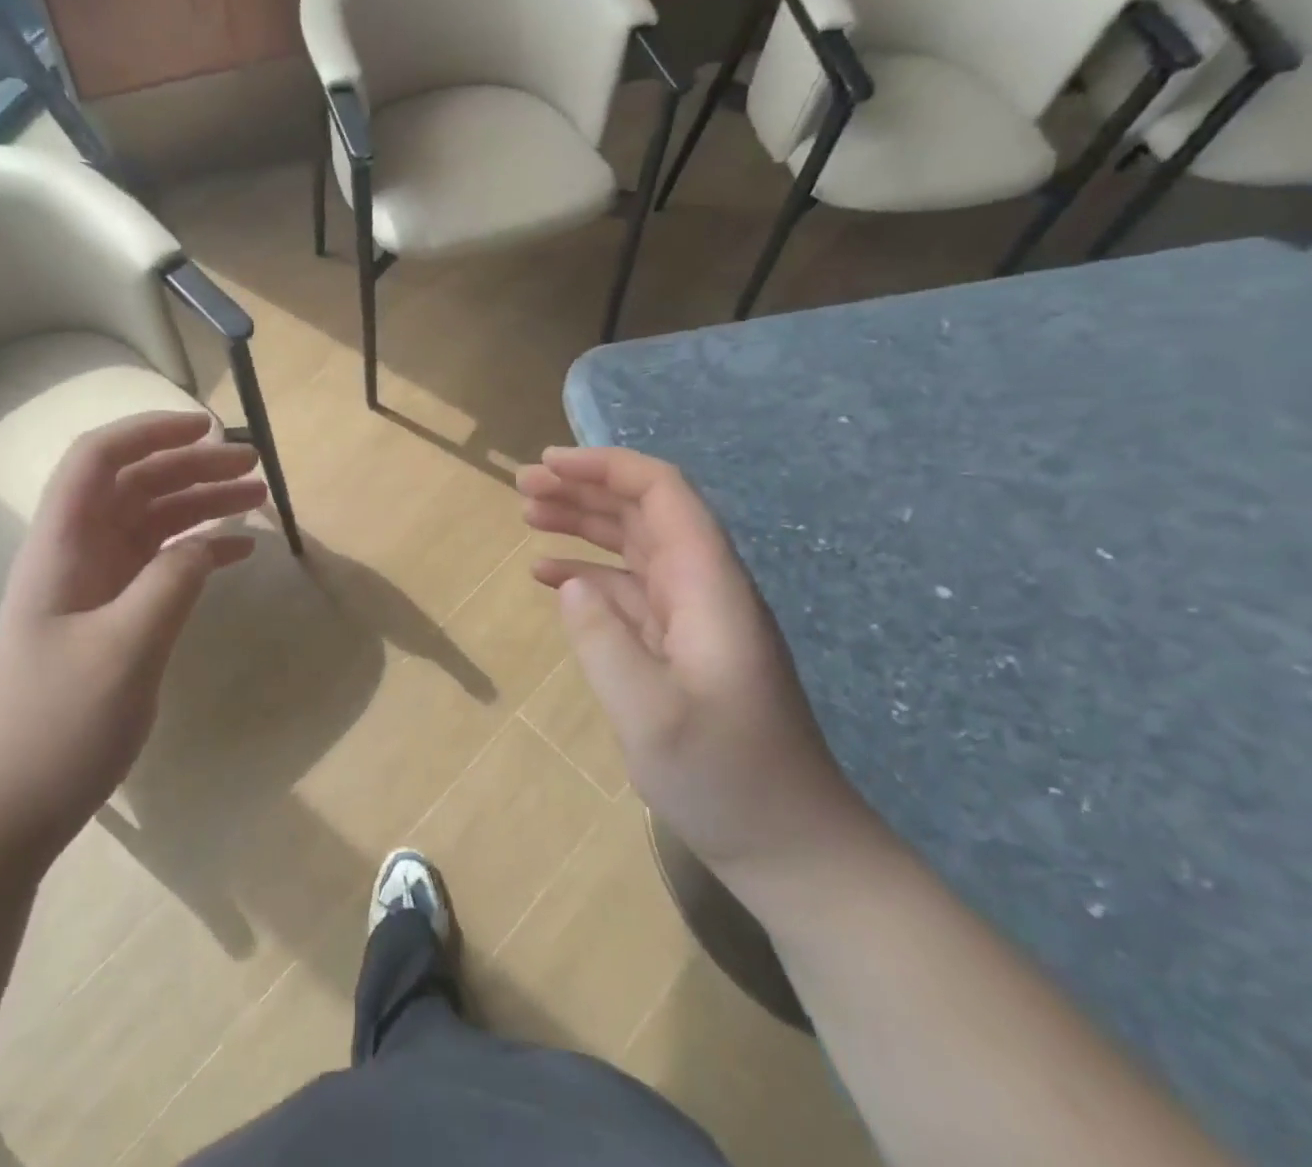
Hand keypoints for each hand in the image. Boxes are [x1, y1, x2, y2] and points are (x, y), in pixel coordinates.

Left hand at [0, 412, 262, 846]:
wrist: (4, 809)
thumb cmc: (55, 727)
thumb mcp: (124, 650)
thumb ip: (170, 583)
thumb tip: (209, 540)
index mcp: (62, 546)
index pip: (99, 460)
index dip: (149, 432)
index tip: (206, 428)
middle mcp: (76, 554)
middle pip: (135, 485)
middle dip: (192, 467)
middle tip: (253, 467)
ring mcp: (93, 586)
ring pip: (152, 522)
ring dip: (201, 505)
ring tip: (258, 497)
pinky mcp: (109, 617)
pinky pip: (159, 565)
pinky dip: (197, 550)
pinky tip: (237, 552)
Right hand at [518, 446, 872, 877]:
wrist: (790, 845)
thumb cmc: (726, 778)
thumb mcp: (653, 716)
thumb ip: (604, 641)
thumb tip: (568, 581)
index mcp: (708, 586)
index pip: (663, 493)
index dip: (606, 467)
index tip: (548, 466)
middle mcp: (703, 587)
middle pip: (644, 511)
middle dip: (584, 487)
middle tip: (522, 487)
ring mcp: (692, 617)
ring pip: (633, 545)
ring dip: (583, 522)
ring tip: (528, 514)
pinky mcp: (680, 645)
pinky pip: (628, 589)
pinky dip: (588, 573)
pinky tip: (550, 576)